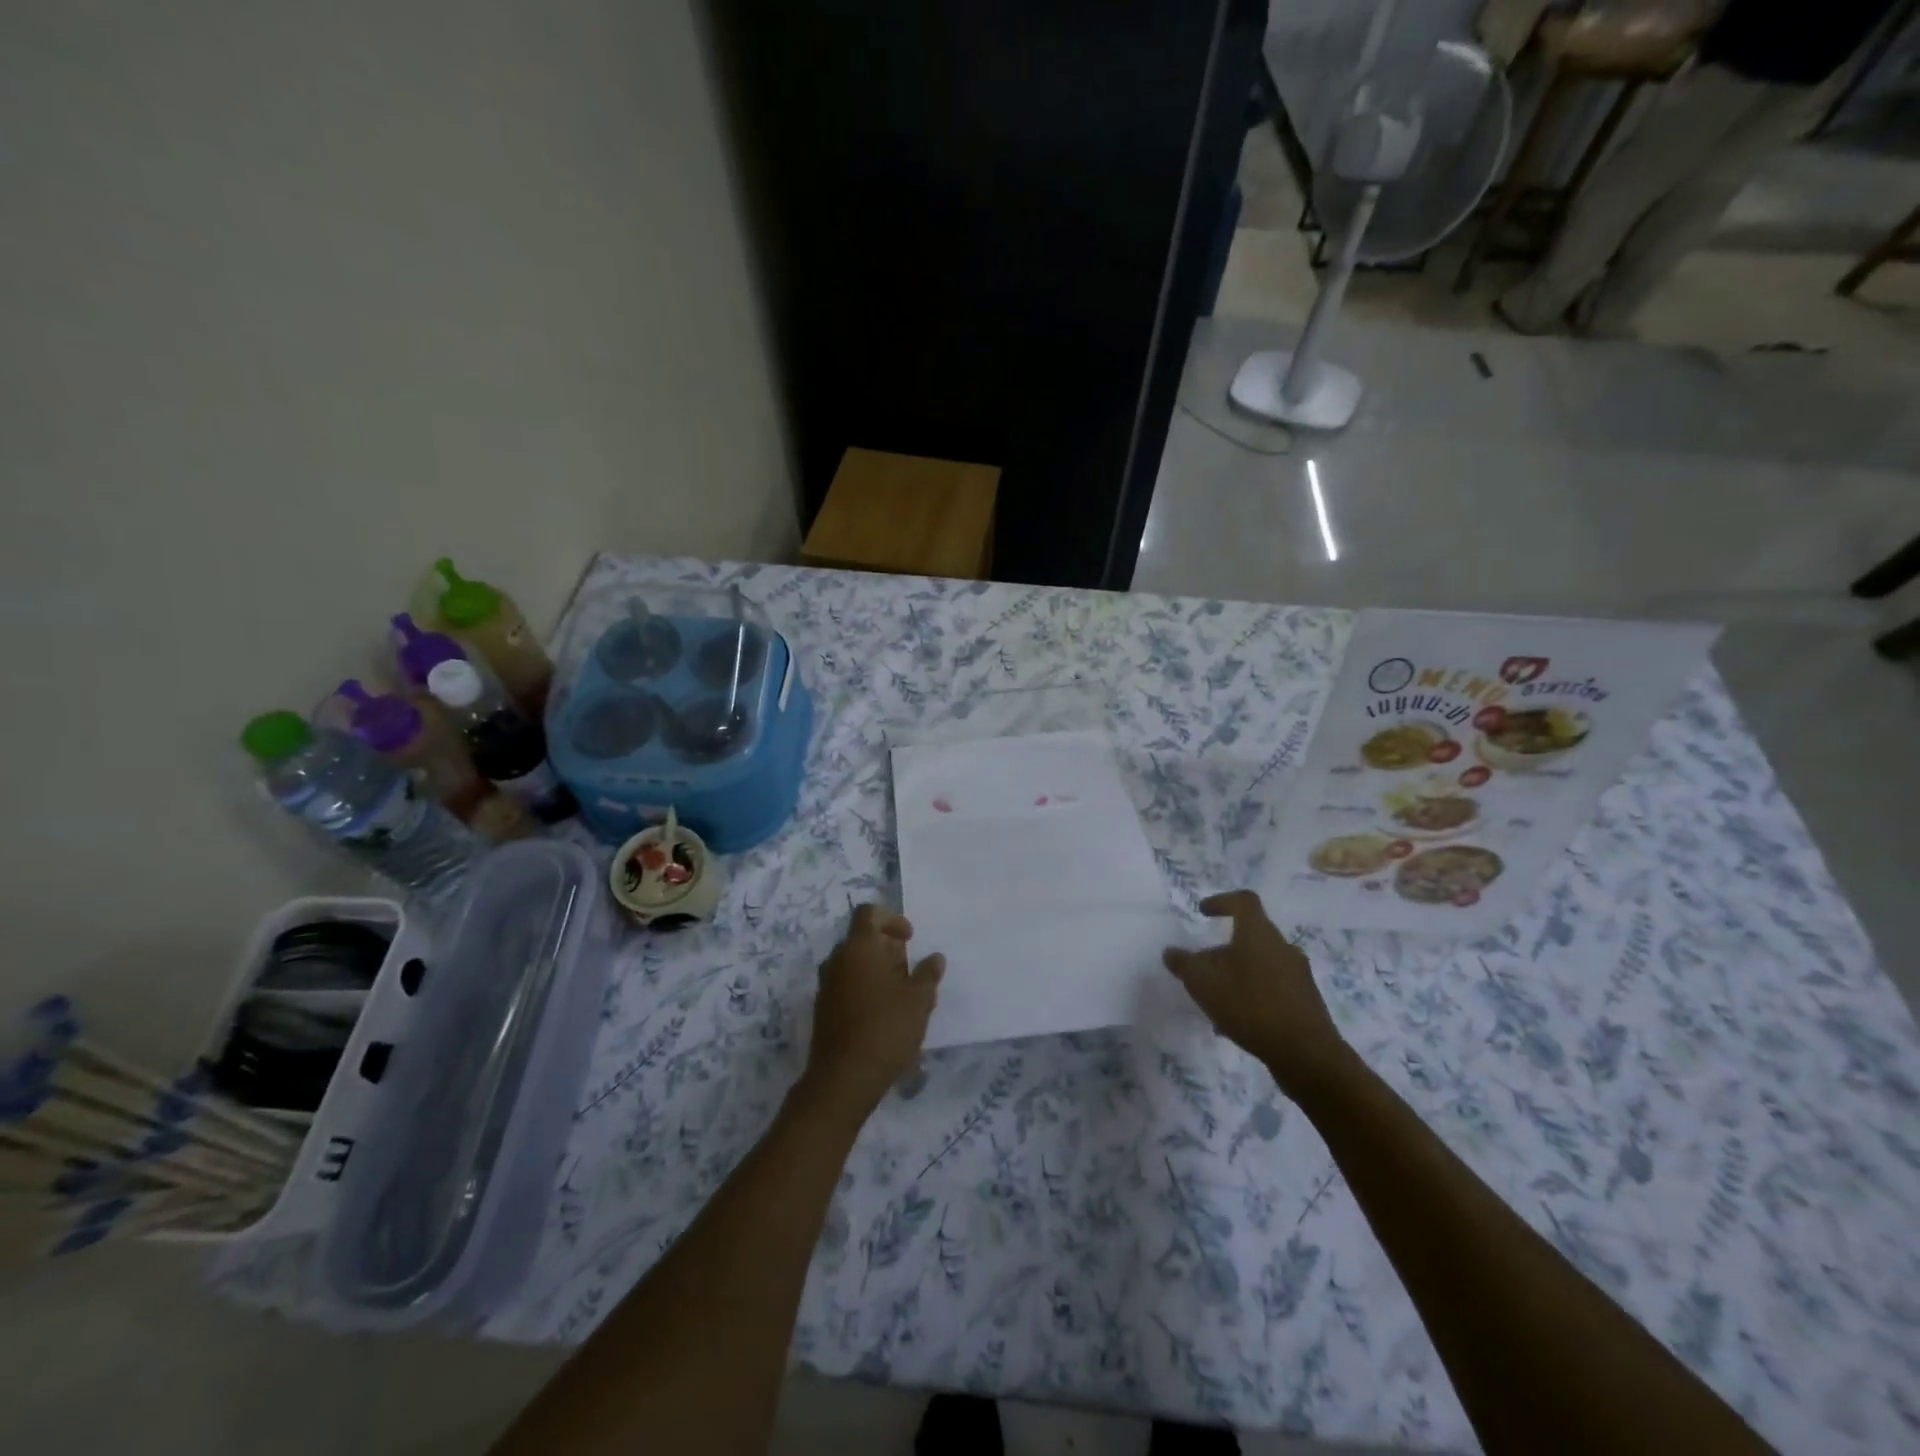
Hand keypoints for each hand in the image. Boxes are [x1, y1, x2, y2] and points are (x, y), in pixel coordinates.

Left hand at [801, 903, 944, 1122]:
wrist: (843, 1079)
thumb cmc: (886, 1029)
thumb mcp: (919, 1000)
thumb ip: (927, 974)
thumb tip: (935, 958)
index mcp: (858, 947)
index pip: (869, 913)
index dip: (891, 919)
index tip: (910, 939)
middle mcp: (837, 960)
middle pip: (862, 939)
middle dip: (887, 949)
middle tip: (910, 971)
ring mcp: (826, 985)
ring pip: (854, 964)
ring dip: (877, 971)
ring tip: (901, 995)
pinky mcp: (823, 1009)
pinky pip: (846, 985)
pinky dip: (865, 989)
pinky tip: (884, 1014)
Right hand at [1163, 890, 1351, 1097]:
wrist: (1306, 1054)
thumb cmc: (1250, 1006)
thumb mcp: (1203, 983)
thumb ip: (1184, 964)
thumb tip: (1171, 952)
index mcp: (1259, 933)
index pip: (1244, 901)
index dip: (1222, 901)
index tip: (1203, 912)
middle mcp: (1282, 947)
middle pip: (1251, 935)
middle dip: (1224, 948)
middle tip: (1203, 966)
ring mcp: (1298, 975)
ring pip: (1261, 964)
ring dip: (1237, 974)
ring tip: (1216, 1000)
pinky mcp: (1306, 1001)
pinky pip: (1272, 988)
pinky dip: (1252, 995)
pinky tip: (1237, 1022)